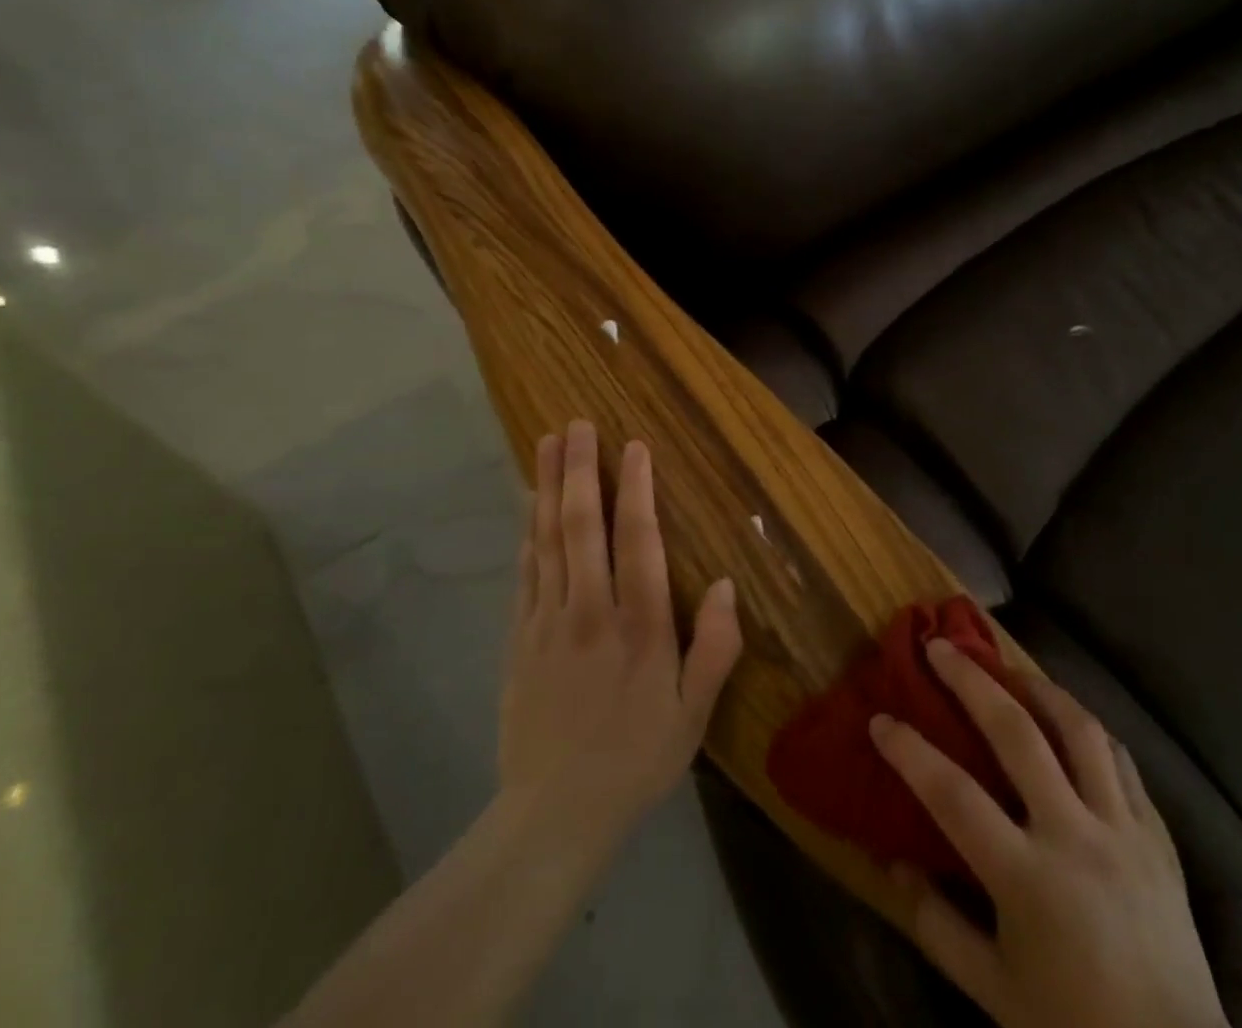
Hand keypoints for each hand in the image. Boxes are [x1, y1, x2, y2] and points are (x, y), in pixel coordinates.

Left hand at [498, 420, 742, 849]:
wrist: (552, 816)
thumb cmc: (636, 759)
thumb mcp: (693, 714)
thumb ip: (714, 648)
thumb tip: (723, 583)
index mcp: (638, 627)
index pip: (636, 540)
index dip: (636, 488)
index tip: (633, 446)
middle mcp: (589, 612)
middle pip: (581, 526)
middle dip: (579, 470)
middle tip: (577, 425)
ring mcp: (546, 622)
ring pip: (546, 540)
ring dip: (545, 488)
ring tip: (545, 444)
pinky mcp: (519, 638)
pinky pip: (525, 572)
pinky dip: (527, 532)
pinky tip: (528, 507)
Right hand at [870, 639, 1228, 1027]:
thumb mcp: (993, 993)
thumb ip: (937, 925)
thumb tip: (894, 863)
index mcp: (1027, 879)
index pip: (952, 796)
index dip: (910, 752)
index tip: (880, 719)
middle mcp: (1074, 836)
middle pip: (1016, 734)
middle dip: (971, 682)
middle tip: (941, 647)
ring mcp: (1122, 828)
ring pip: (1079, 729)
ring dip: (1038, 688)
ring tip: (1009, 669)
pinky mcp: (1158, 834)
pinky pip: (1121, 760)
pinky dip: (1089, 730)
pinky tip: (1069, 721)